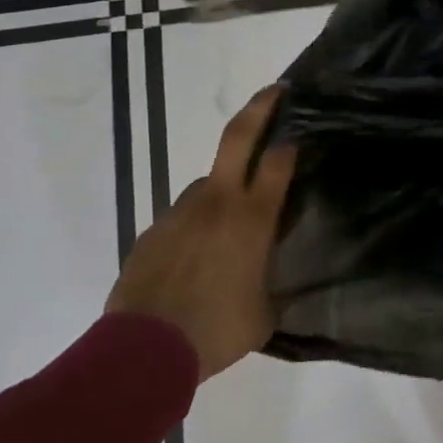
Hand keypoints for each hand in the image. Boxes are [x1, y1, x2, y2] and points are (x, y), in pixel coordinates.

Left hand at [106, 87, 295, 380]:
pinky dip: (193, 229)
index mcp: (252, 218)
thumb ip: (272, 285)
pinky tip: (192, 261)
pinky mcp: (152, 230)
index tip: (299, 130)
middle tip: (275, 91)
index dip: (292, 141)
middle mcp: (217, 202)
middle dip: (260, 107)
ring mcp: (180, 212)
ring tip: (225, 233)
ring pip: (207, 185)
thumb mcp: (263, 314)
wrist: (143, 351)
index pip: (279, 161)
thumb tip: (271, 277)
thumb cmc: (216, 331)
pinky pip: (181, 219)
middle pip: (238, 137)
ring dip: (221, 194)